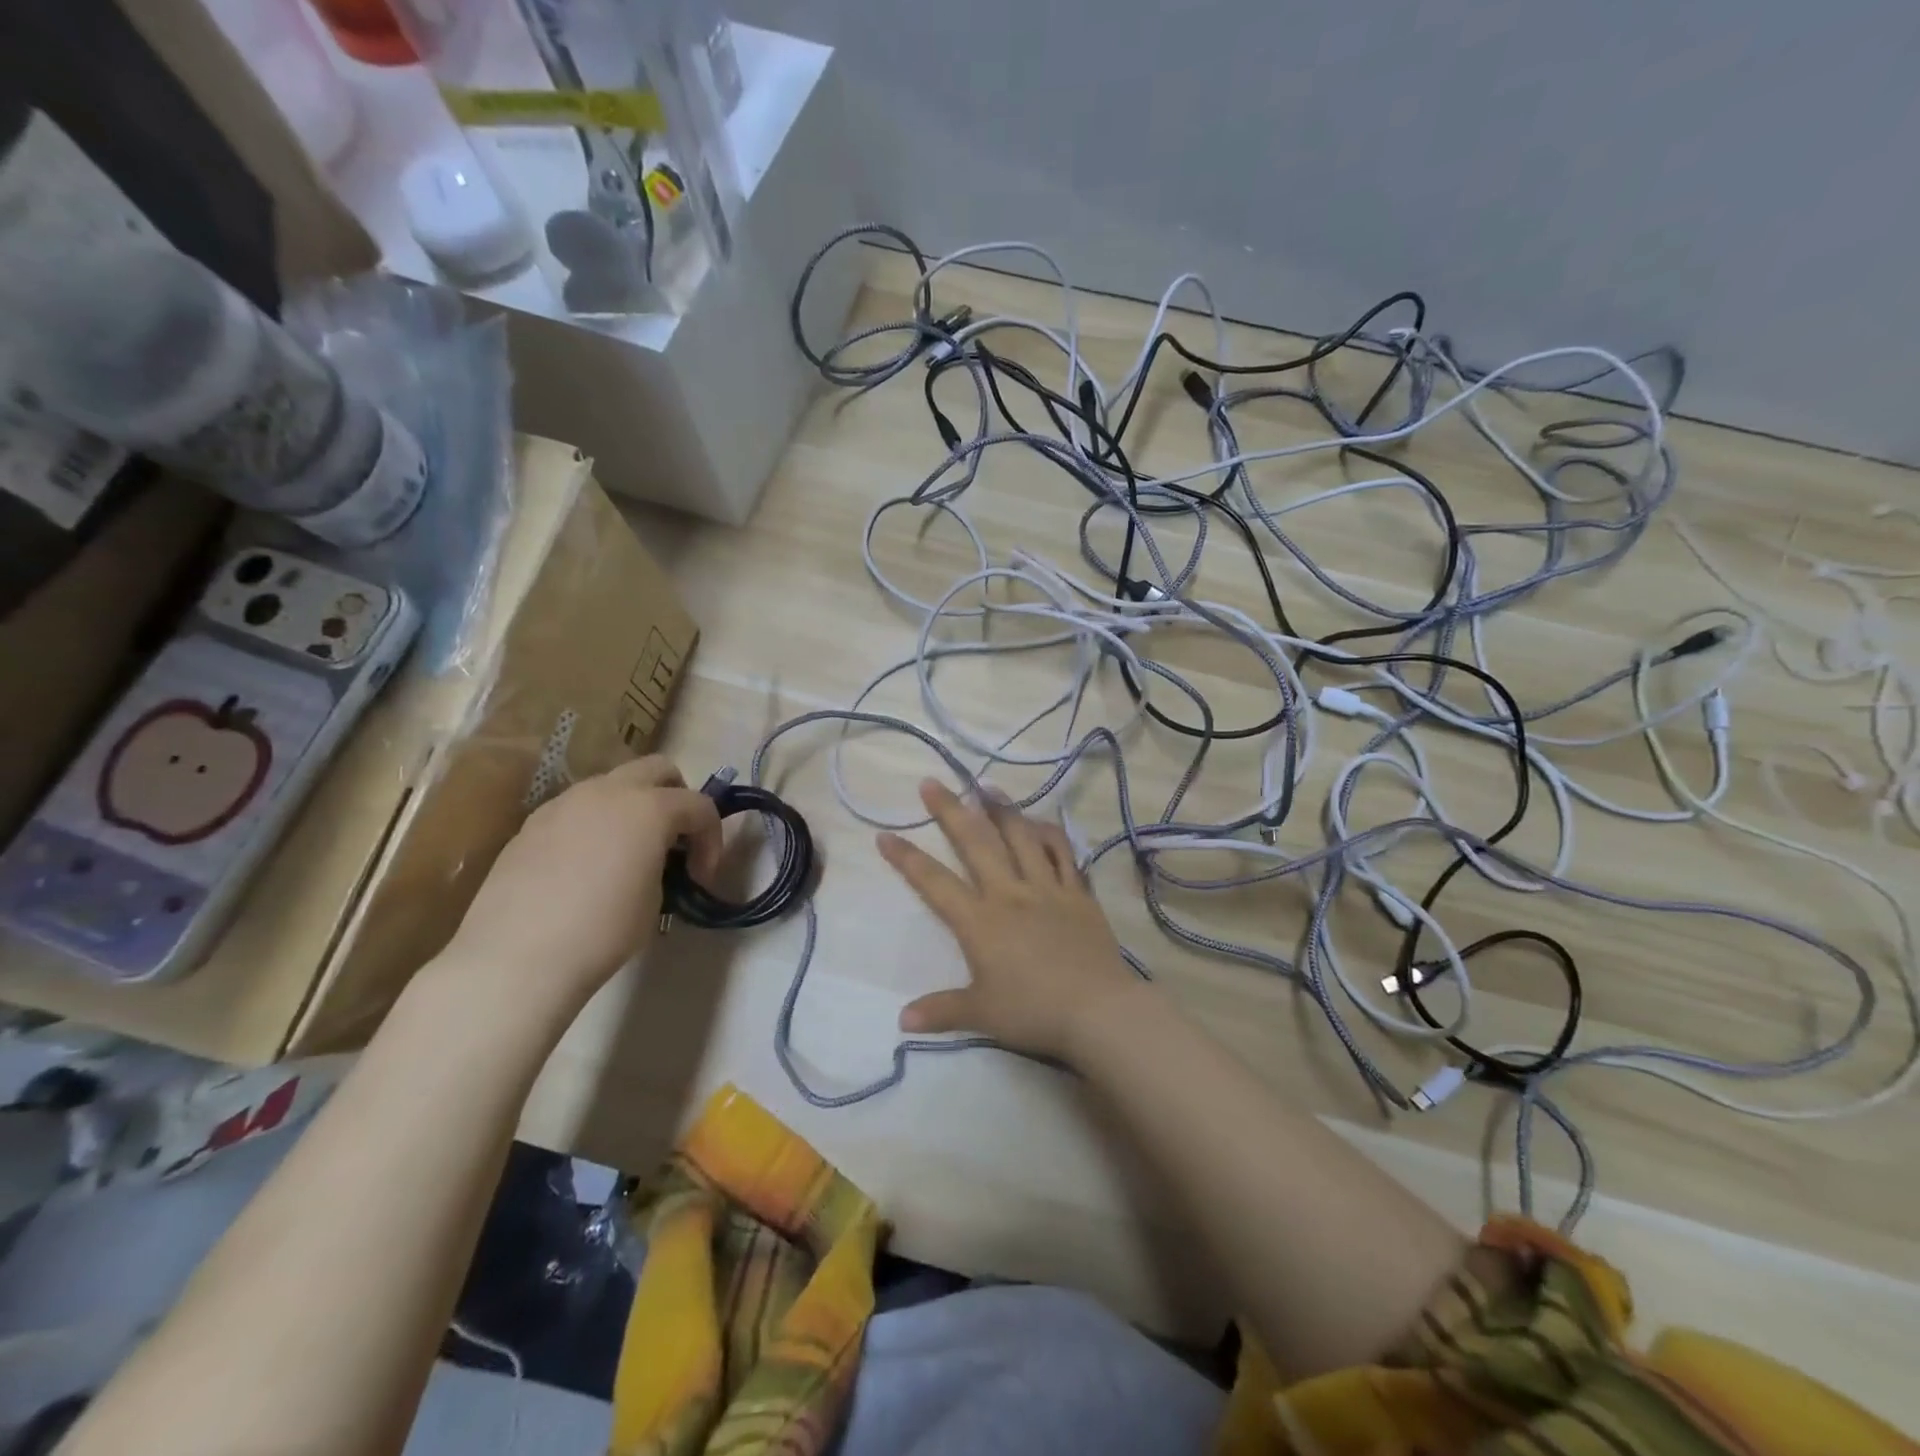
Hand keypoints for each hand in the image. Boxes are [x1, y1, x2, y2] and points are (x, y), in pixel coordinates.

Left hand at [443, 757, 721, 1014]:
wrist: (515, 958)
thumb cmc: (602, 931)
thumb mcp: (656, 899)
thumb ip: (663, 865)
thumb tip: (654, 862)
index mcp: (649, 807)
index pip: (700, 805)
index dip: (711, 839)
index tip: (702, 877)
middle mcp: (608, 791)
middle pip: (658, 769)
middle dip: (676, 798)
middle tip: (674, 841)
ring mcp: (564, 803)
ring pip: (613, 785)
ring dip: (633, 807)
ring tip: (628, 853)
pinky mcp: (532, 824)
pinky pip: (577, 809)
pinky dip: (596, 824)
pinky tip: (587, 866)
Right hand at [877, 779, 1141, 1062]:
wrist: (1097, 1009)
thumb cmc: (1033, 1011)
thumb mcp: (982, 1014)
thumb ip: (941, 1010)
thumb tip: (902, 1020)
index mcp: (980, 921)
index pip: (934, 883)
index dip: (907, 858)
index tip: (885, 834)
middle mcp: (1009, 893)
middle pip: (976, 843)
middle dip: (950, 810)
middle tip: (932, 783)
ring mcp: (1047, 888)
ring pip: (1020, 837)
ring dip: (1001, 809)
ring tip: (986, 786)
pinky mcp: (1078, 893)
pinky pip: (1063, 854)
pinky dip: (1050, 834)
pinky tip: (1041, 821)